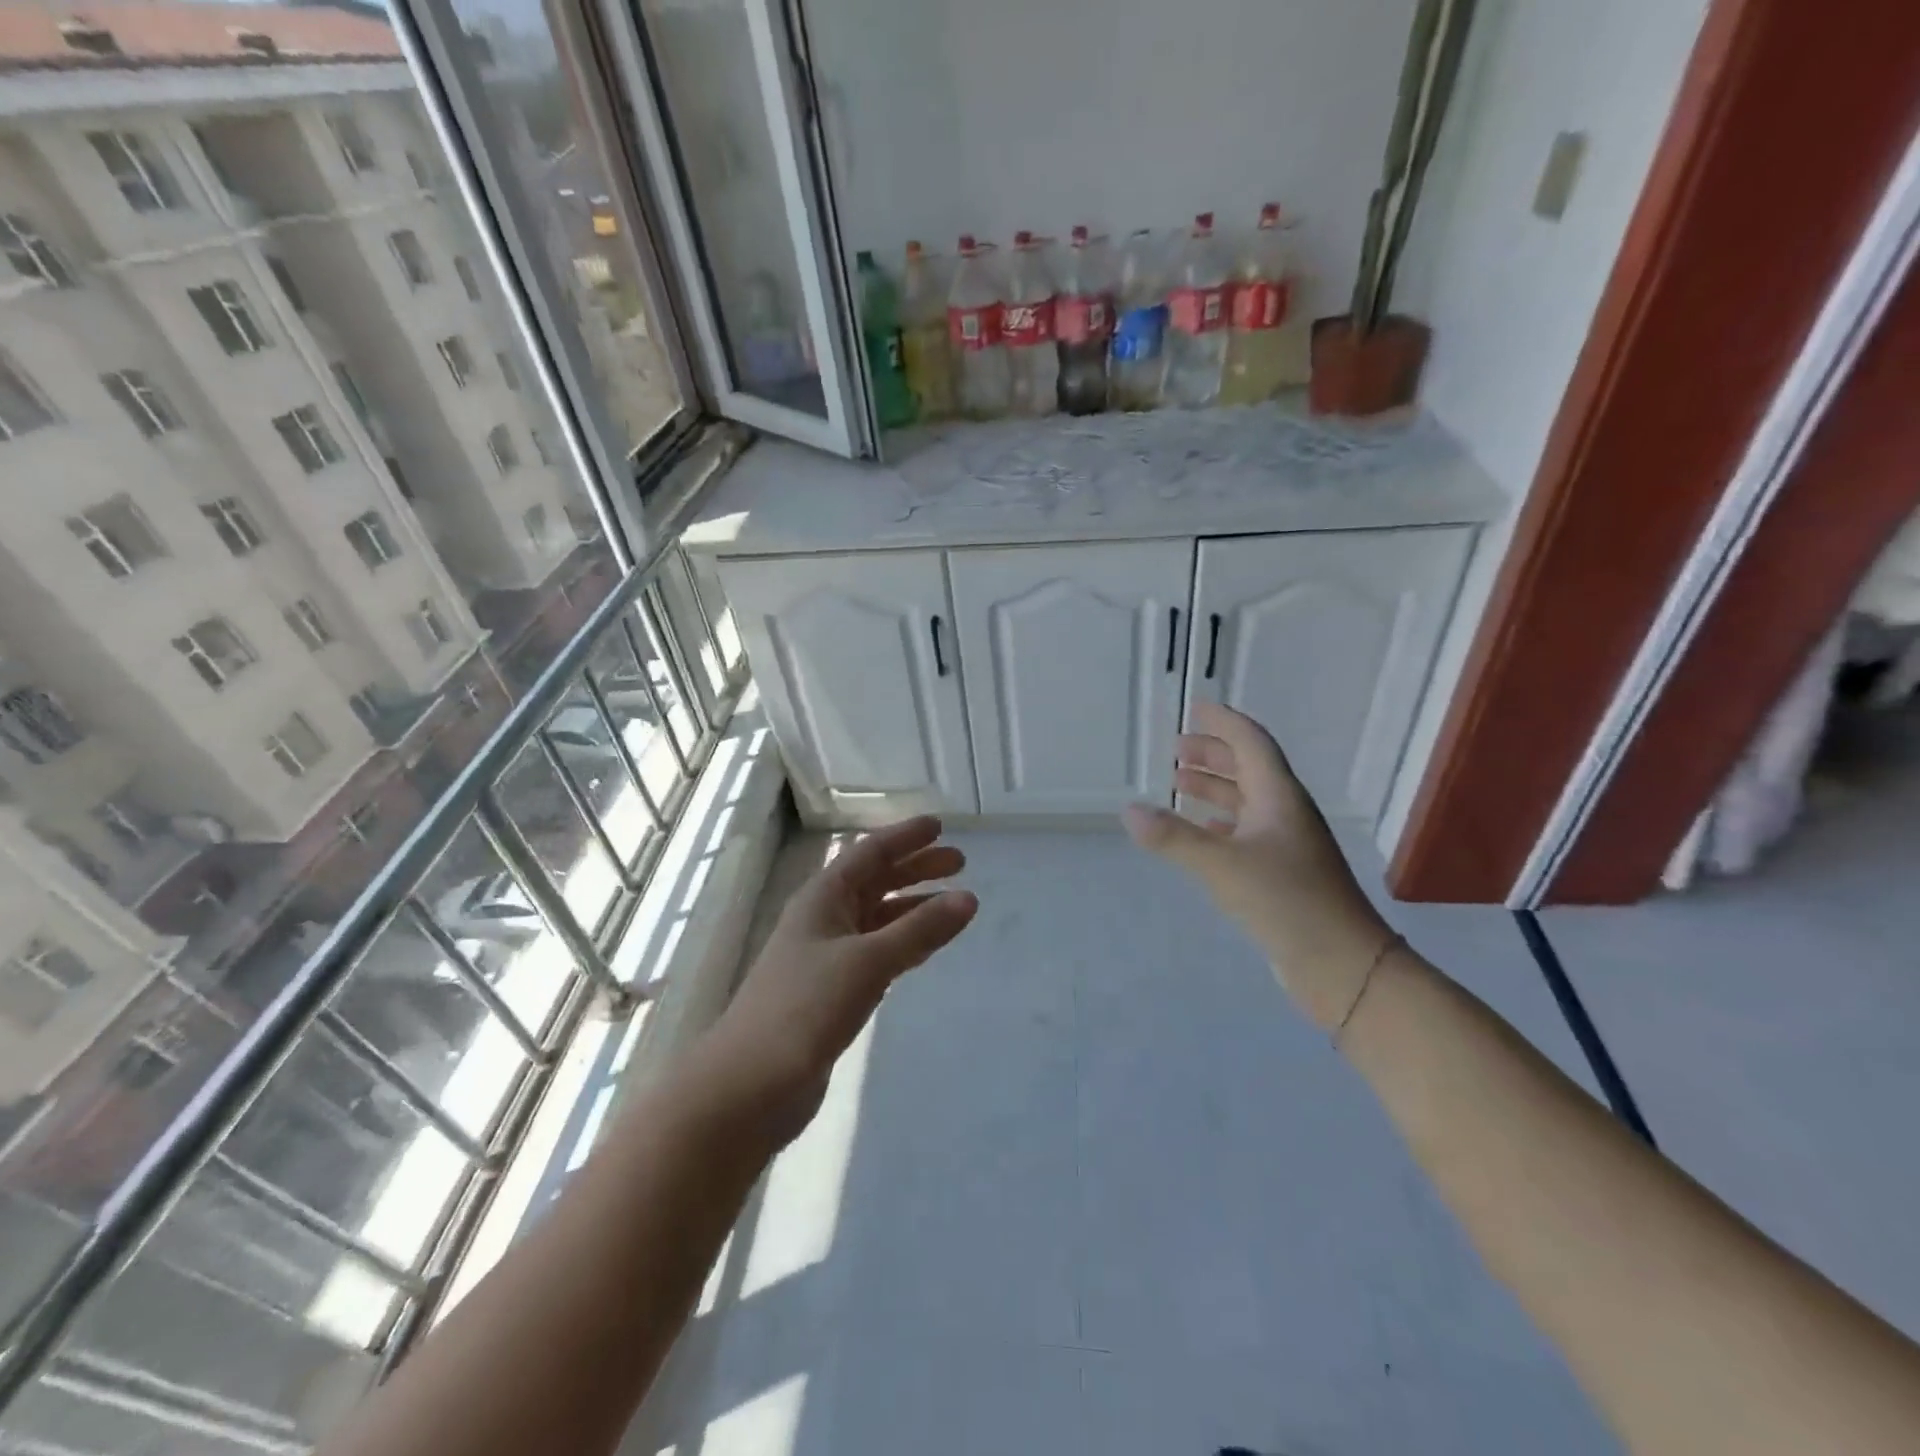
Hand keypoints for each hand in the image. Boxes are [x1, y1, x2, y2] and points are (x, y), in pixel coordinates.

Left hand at [694, 816, 977, 1142]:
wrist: (749, 1085)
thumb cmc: (804, 1008)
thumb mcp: (867, 961)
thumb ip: (919, 930)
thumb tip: (968, 897)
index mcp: (822, 898)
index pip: (869, 853)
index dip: (904, 838)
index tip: (940, 826)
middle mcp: (823, 920)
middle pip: (875, 882)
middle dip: (915, 870)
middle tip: (960, 863)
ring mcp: (825, 957)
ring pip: (877, 919)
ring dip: (912, 908)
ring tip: (952, 905)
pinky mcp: (831, 993)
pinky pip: (875, 953)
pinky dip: (902, 944)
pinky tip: (923, 950)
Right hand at [1122, 701, 1392, 1030]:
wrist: (1343, 965)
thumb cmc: (1286, 902)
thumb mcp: (1222, 865)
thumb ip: (1173, 837)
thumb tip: (1129, 810)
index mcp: (1279, 797)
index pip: (1251, 743)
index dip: (1224, 722)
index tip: (1196, 708)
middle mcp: (1285, 812)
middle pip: (1249, 768)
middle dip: (1214, 754)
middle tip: (1177, 750)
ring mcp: (1287, 844)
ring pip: (1247, 801)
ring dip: (1215, 788)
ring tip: (1179, 784)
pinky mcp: (1283, 873)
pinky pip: (1247, 832)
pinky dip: (1221, 823)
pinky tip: (1203, 832)